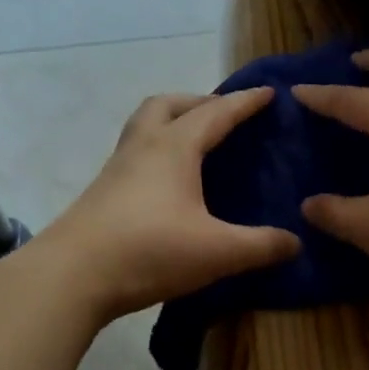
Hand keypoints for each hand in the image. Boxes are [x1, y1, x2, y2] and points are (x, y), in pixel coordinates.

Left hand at [39, 88, 299, 322]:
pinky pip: (135, 154)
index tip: (269, 93)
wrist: (71, 276)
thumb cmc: (149, 251)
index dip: (246, 103)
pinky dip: (157, 153)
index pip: (217, 113)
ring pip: (144, 126)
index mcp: (174, 147)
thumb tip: (296, 242)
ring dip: (171, 123)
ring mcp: (117, 169)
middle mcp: (142, 147)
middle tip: (223, 117)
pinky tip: (169, 185)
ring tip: (196, 146)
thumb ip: (261, 245)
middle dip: (199, 102)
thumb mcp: (217, 251)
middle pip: (167, 105)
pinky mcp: (102, 192)